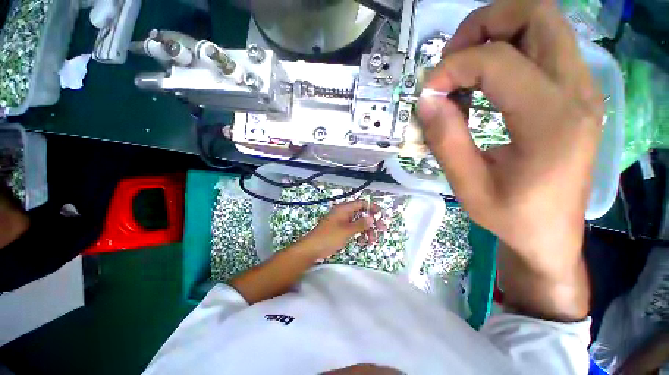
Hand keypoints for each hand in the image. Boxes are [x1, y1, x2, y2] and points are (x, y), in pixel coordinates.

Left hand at [301, 200, 383, 259]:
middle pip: (361, 214)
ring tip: (372, 241)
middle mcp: (344, 213)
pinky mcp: (340, 230)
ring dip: (367, 230)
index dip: (372, 208)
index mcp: (344, 209)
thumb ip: (360, 224)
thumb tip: (372, 218)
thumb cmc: (329, 237)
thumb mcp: (346, 231)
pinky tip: (363, 242)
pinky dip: (359, 235)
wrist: (312, 249)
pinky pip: (353, 230)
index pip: (361, 203)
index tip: (382, 215)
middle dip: (372, 222)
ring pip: (358, 223)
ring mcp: (342, 222)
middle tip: (382, 230)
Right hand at [417, 0, 600, 319]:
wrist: (550, 233)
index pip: (498, 62)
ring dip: (496, 33)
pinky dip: (508, 50)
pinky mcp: (575, 94)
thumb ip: (445, 139)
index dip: (452, 68)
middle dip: (484, 24)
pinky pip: (543, 47)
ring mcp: (582, 89)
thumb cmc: (510, 216)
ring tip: (464, 69)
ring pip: (543, 23)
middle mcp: (577, 93)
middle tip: (451, 59)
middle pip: (537, 14)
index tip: (427, 92)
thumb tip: (426, 99)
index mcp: (551, 121)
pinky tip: (484, 84)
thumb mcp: (467, 185)